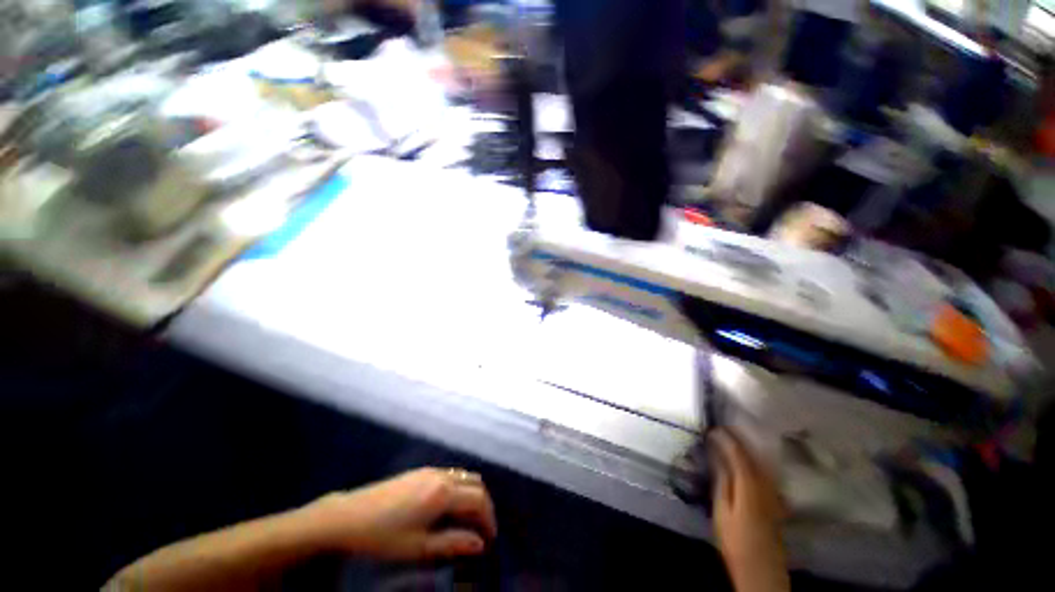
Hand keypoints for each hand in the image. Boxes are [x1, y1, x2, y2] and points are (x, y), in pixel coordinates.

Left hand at [304, 467, 497, 561]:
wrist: (348, 516)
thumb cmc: (384, 536)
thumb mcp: (419, 547)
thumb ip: (452, 543)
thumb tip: (479, 544)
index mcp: (444, 493)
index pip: (479, 500)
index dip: (489, 519)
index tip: (490, 539)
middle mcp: (442, 476)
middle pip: (476, 483)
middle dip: (484, 504)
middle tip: (481, 528)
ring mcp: (431, 470)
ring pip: (464, 475)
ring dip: (472, 494)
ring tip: (467, 519)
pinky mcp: (420, 471)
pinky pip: (451, 474)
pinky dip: (459, 487)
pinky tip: (448, 506)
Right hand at [710, 429, 789, 591]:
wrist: (761, 570)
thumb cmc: (736, 541)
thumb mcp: (722, 511)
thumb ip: (722, 482)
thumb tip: (718, 457)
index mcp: (749, 485)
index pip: (739, 454)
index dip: (726, 439)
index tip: (713, 429)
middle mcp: (765, 485)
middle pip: (754, 455)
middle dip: (739, 439)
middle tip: (723, 428)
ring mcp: (773, 493)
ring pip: (762, 463)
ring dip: (748, 448)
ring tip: (733, 438)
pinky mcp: (775, 501)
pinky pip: (766, 473)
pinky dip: (756, 461)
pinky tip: (749, 460)